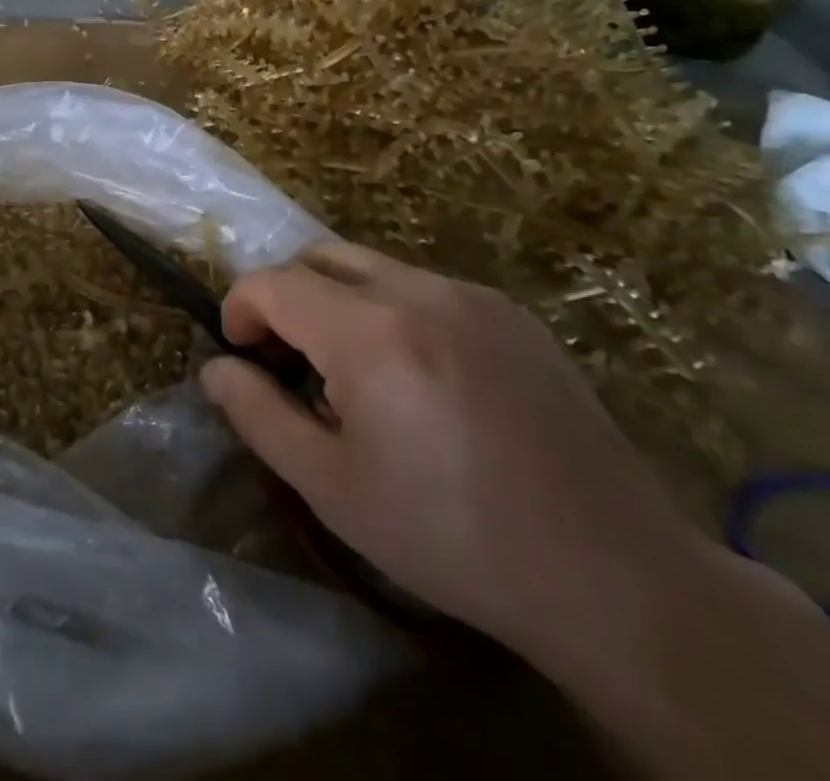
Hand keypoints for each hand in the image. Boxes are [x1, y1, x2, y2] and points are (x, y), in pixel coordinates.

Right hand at [200, 243, 707, 664]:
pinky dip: (391, 309)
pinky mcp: (512, 313)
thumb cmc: (452, 537)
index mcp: (370, 333)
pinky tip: (417, 377)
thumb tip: (216, 369)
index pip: (273, 282)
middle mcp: (419, 291)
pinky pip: (424, 287)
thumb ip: (259, 415)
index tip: (242, 353)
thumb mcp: (333, 487)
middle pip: (320, 256)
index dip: (240, 308)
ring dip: (338, 300)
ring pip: (372, 266)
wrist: (613, 574)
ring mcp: (473, 295)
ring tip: (352, 372)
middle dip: (286, 294)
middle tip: (288, 358)